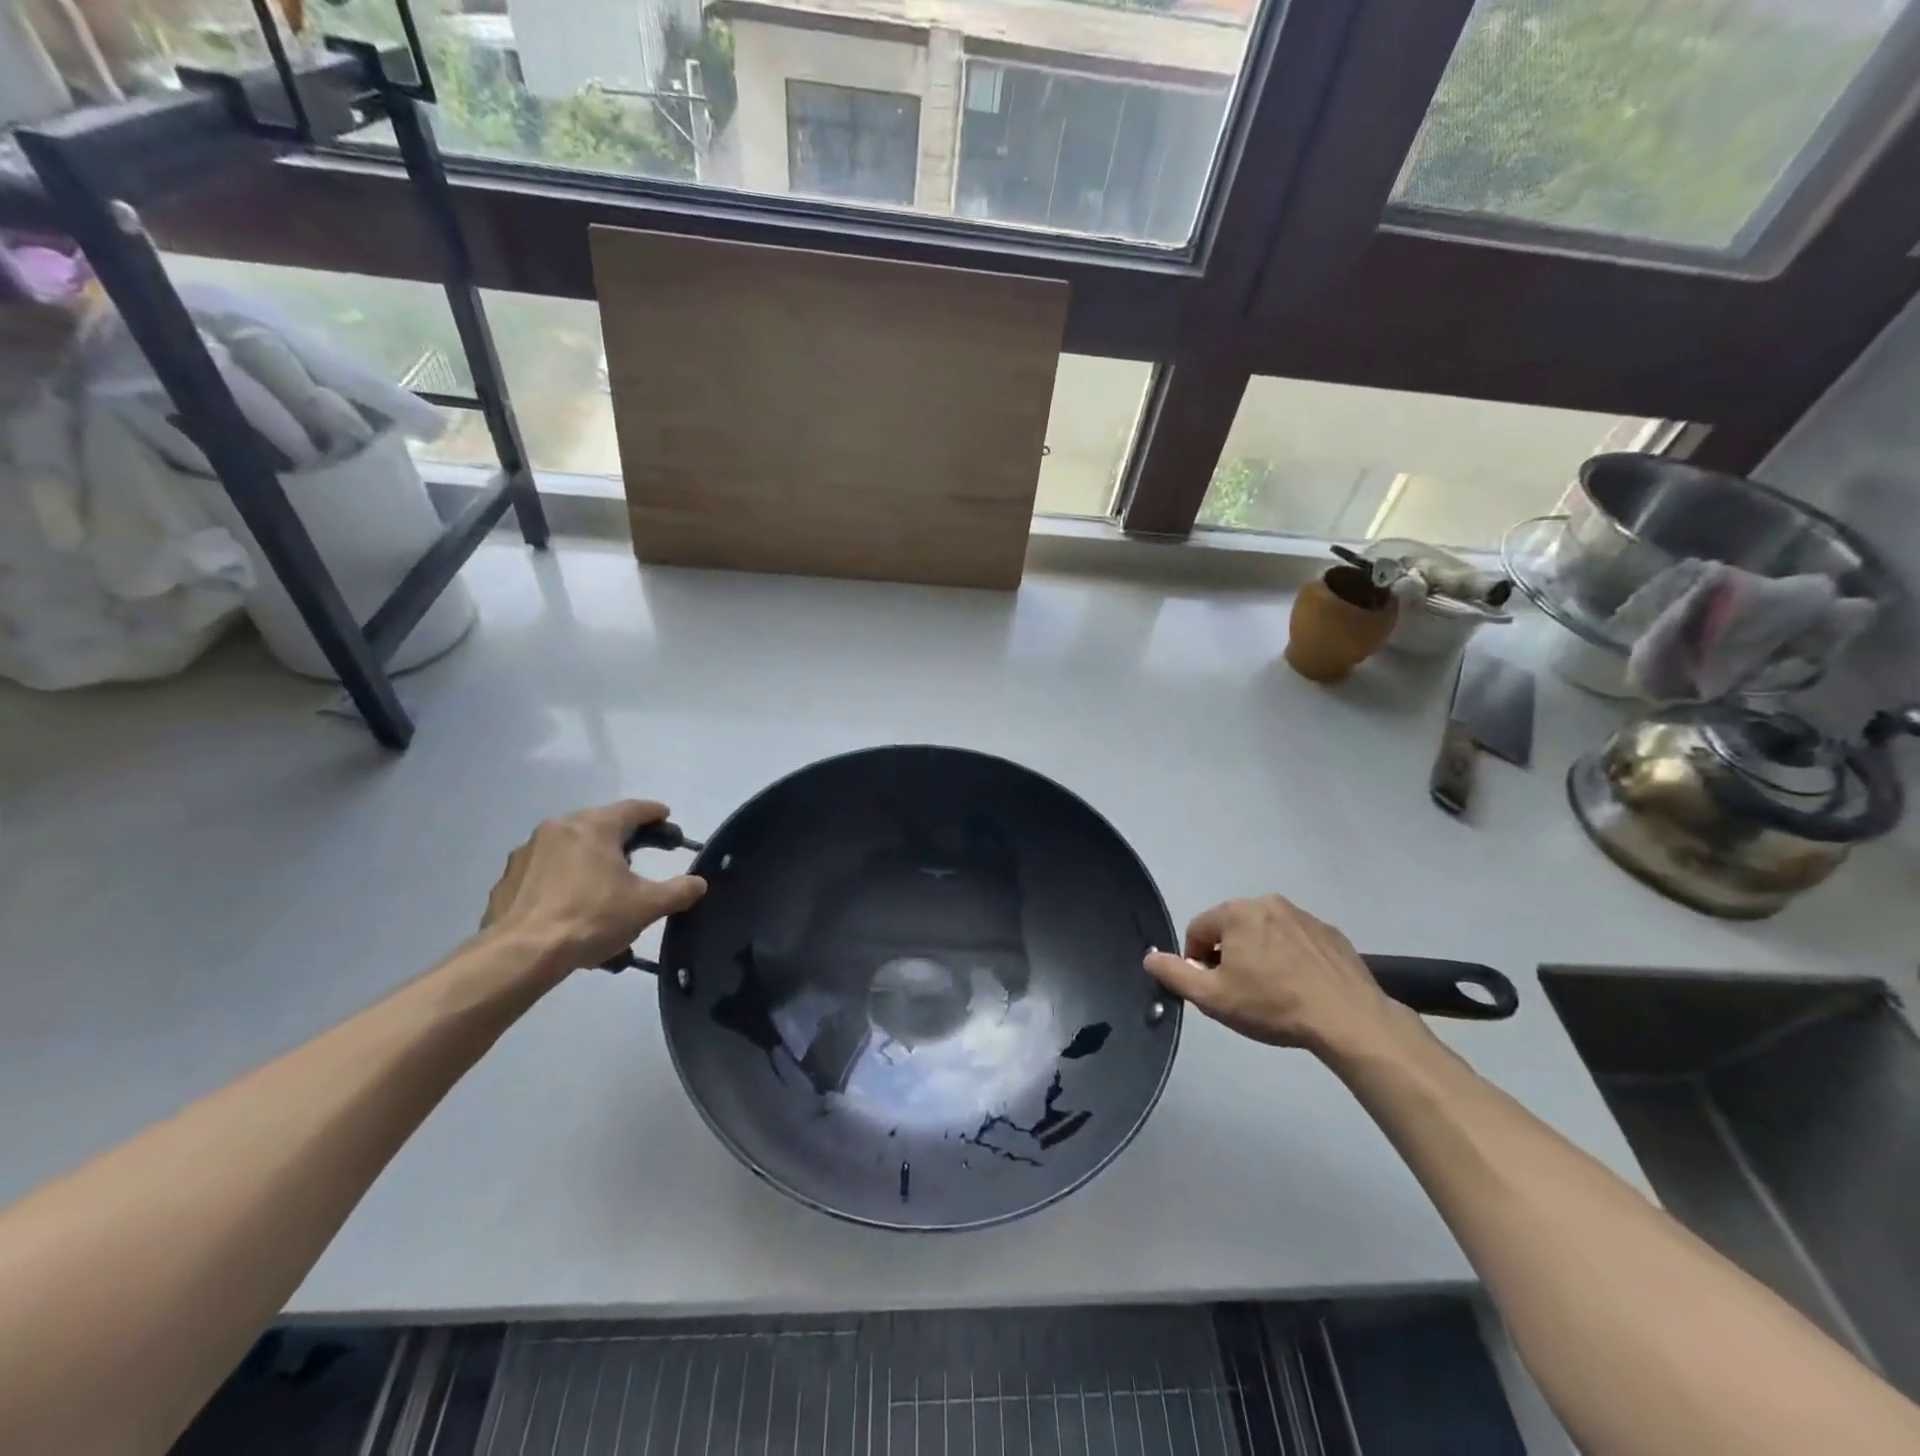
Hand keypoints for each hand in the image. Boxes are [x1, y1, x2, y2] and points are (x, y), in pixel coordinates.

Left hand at [481, 801, 706, 972]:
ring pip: (571, 847)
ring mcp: (527, 853)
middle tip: (642, 853)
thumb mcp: (647, 906)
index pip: (633, 809)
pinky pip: (546, 871)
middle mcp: (559, 828)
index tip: (667, 819)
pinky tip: (572, 905)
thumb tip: (698, 883)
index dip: (654, 813)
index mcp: (594, 826)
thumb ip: (679, 891)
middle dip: (624, 837)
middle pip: (600, 824)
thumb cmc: (591, 917)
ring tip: (606, 885)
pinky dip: (564, 879)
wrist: (521, 954)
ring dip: (592, 859)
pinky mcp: (507, 880)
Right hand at [1144, 895, 1403, 1055]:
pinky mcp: (1332, 934)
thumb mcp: (1212, 997)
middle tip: (1241, 993)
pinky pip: (1298, 942)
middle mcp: (1268, 903)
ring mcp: (1305, 916)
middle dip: (1229, 956)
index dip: (1197, 962)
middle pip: (1232, 928)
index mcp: (1237, 912)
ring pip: (1266, 933)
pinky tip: (1301, 989)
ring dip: (1261, 956)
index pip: (1198, 930)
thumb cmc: (1272, 1005)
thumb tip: (1150, 958)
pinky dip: (1292, 959)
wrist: (1348, 1020)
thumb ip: (1174, 974)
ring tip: (1273, 993)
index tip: (1213, 990)